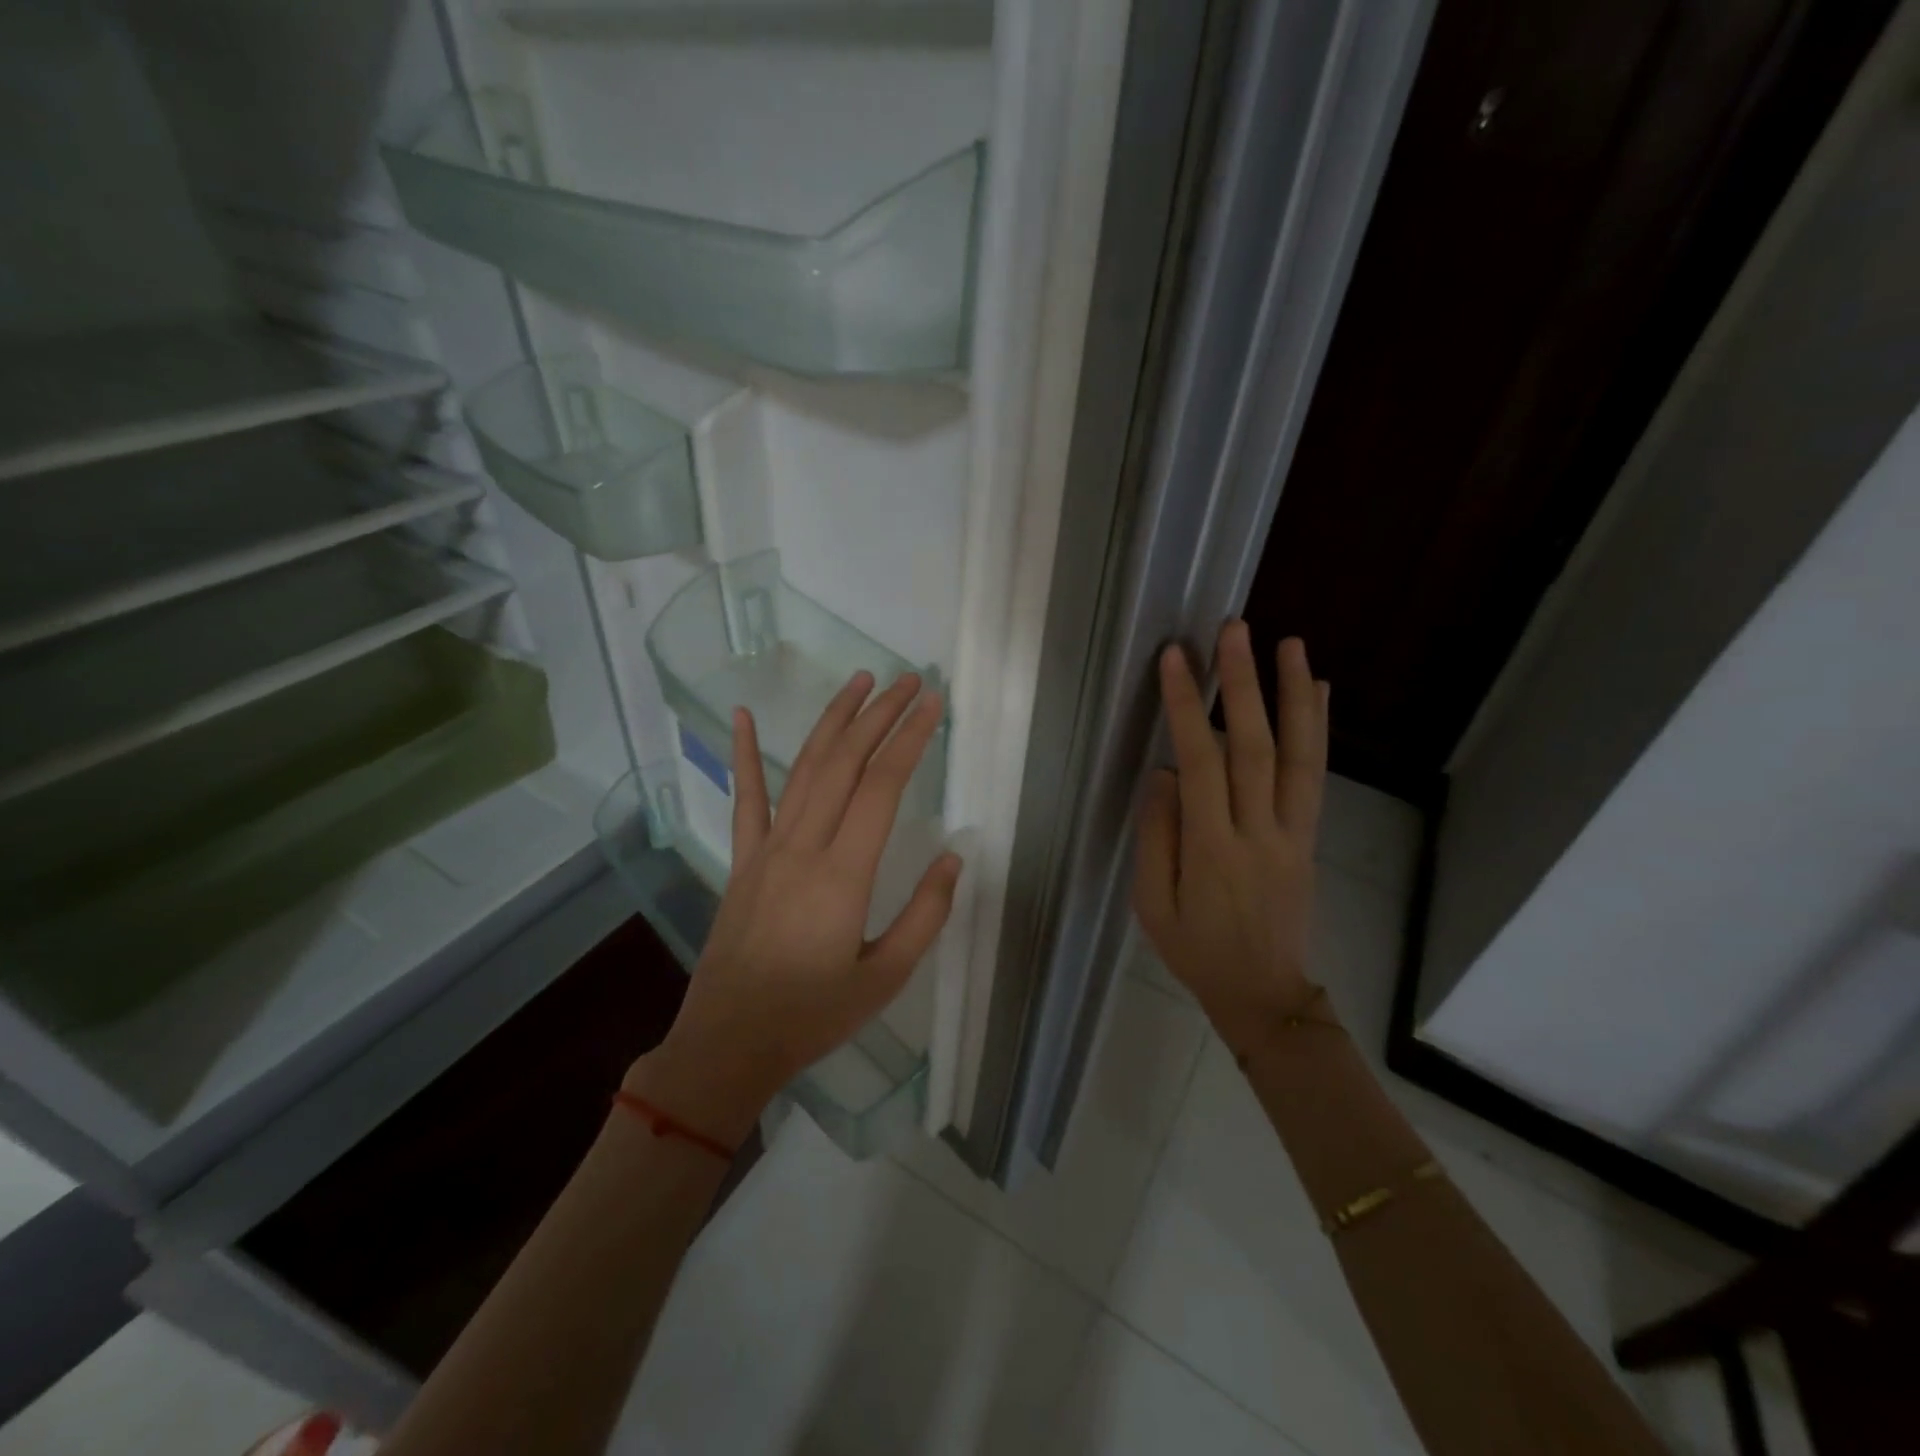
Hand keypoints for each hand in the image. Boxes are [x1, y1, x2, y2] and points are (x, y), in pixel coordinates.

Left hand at [630, 671, 962, 1146]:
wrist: (729, 1043)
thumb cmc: (813, 1015)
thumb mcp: (886, 977)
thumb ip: (925, 915)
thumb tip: (953, 858)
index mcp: (843, 874)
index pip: (883, 786)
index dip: (910, 739)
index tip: (933, 705)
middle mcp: (804, 846)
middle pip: (846, 762)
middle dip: (880, 714)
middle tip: (909, 680)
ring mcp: (767, 849)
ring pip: (804, 768)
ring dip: (833, 720)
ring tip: (859, 681)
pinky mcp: (743, 860)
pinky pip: (746, 798)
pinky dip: (747, 754)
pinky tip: (745, 716)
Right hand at [1133, 621, 1329, 1054]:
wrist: (1263, 994)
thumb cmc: (1195, 950)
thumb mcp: (1152, 905)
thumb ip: (1157, 836)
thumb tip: (1165, 773)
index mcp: (1213, 850)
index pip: (1200, 763)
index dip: (1187, 707)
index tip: (1176, 659)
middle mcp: (1259, 832)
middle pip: (1254, 747)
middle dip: (1243, 683)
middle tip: (1233, 629)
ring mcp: (1293, 833)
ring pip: (1298, 755)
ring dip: (1293, 694)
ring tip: (1288, 643)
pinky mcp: (1310, 837)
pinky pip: (1316, 776)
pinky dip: (1317, 728)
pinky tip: (1317, 690)